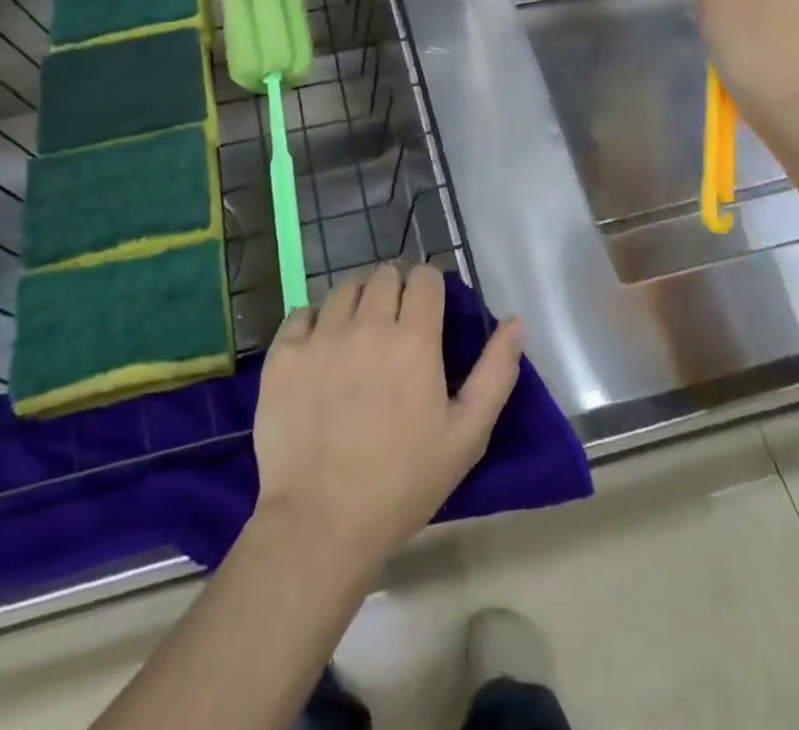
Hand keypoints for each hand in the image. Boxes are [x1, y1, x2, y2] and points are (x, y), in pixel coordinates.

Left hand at [251, 264, 523, 571]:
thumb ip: (496, 372)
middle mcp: (367, 324)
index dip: (430, 287)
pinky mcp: (283, 354)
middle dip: (395, 290)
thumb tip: (515, 321)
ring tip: (358, 334)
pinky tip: (320, 350)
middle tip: (395, 325)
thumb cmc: (403, 483)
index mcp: (414, 339)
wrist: (320, 523)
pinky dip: (314, 321)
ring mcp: (320, 336)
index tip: (429, 310)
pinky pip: (301, 313)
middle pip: (384, 275)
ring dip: (357, 301)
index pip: (425, 277)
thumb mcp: (467, 435)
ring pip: (344, 289)